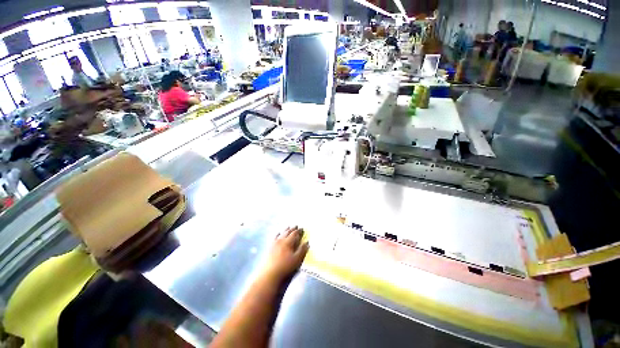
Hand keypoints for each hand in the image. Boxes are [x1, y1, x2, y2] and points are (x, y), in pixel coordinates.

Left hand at [262, 226, 309, 281]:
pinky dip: (278, 234)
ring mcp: (274, 243)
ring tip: (288, 227)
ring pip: (281, 233)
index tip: (302, 228)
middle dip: (292, 229)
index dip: (299, 231)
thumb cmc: (285, 266)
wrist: (270, 273)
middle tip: (296, 226)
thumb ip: (302, 250)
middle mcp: (281, 240)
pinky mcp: (270, 247)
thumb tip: (307, 242)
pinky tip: (278, 233)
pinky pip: (275, 237)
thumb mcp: (297, 259)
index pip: (294, 234)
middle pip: (288, 232)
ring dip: (286, 230)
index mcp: (288, 242)